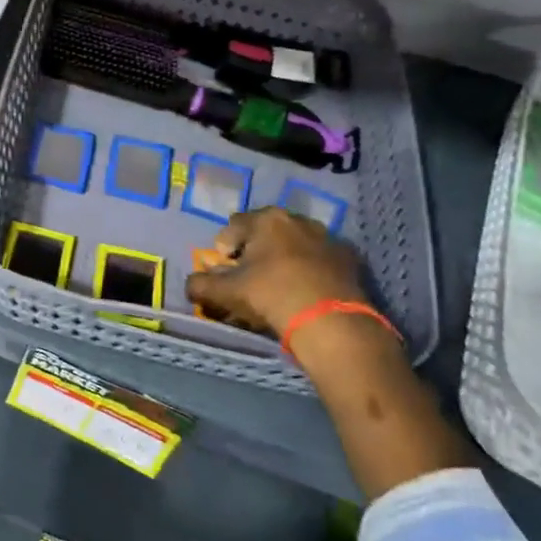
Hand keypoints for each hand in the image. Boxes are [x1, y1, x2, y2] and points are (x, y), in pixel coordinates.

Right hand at [183, 206, 365, 335]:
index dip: (224, 247)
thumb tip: (191, 284)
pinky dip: (310, 268)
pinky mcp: (349, 258)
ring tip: (280, 283)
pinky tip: (306, 290)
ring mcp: (327, 237)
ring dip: (284, 257)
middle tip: (250, 275)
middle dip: (255, 249)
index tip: (224, 269)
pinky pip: (320, 258)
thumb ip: (200, 285)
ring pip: (295, 243)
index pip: (233, 225)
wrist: (330, 321)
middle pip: (266, 231)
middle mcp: (297, 219)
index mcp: (266, 219)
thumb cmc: (271, 295)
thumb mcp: (225, 293)